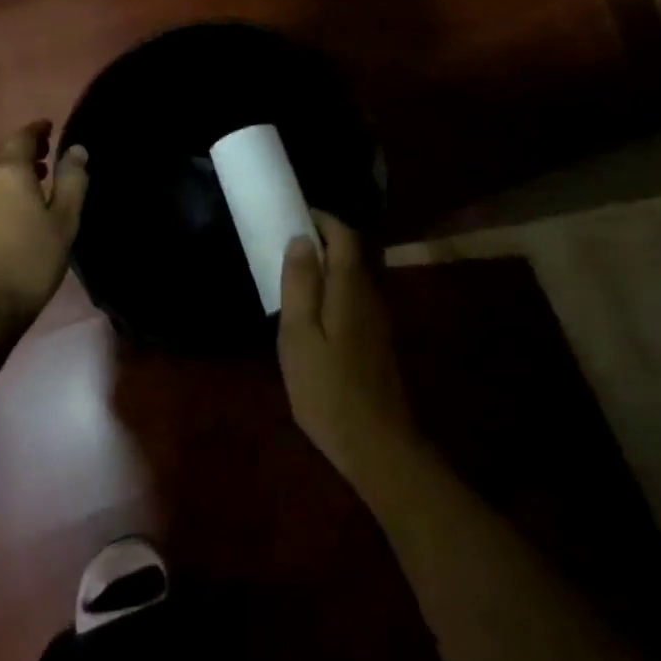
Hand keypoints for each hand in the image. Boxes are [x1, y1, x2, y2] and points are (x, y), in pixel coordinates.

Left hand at [0, 122, 88, 322]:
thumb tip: (76, 149)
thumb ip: (72, 180)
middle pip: (1, 149)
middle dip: (23, 147)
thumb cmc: (32, 260)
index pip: (23, 136)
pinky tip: (13, 201)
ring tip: (33, 178)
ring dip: (9, 166)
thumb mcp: (65, 220)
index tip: (50, 128)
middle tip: (46, 153)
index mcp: (9, 170)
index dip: (37, 129)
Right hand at [277, 212, 421, 495]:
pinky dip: (332, 291)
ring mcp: (378, 320)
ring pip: (352, 277)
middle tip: (283, 245)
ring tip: (291, 277)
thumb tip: (302, 238)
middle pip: (350, 253)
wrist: (377, 445)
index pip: (344, 235)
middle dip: (321, 241)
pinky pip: (353, 299)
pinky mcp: (377, 341)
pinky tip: (311, 316)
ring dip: (325, 268)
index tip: (292, 214)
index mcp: (351, 288)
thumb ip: (300, 284)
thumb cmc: (328, 390)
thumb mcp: (299, 336)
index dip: (321, 219)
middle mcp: (371, 295)